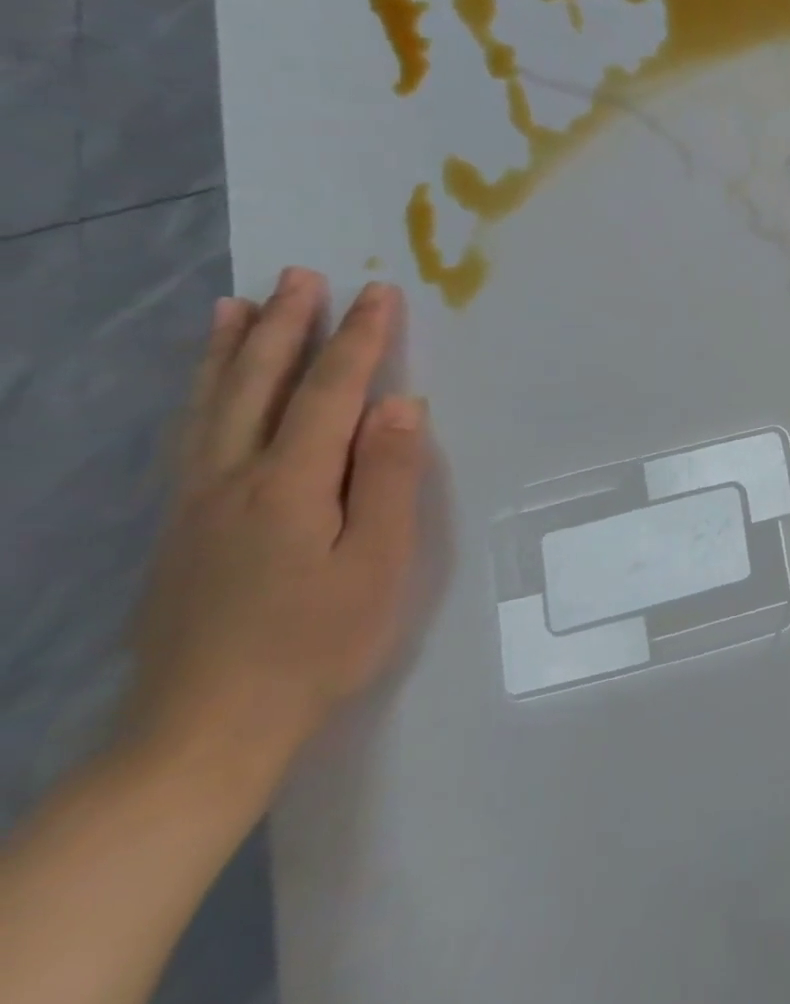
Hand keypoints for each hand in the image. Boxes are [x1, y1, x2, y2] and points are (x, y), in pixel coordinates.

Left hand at [121, 270, 428, 799]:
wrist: (207, 728)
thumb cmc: (318, 643)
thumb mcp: (378, 563)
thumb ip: (387, 478)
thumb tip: (398, 405)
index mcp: (290, 485)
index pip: (330, 392)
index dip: (357, 340)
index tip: (378, 293)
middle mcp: (232, 479)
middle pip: (260, 385)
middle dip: (286, 326)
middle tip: (302, 274)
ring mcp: (194, 503)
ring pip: (210, 406)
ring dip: (229, 351)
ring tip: (235, 306)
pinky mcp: (177, 528)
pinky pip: (188, 437)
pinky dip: (199, 396)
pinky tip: (206, 390)